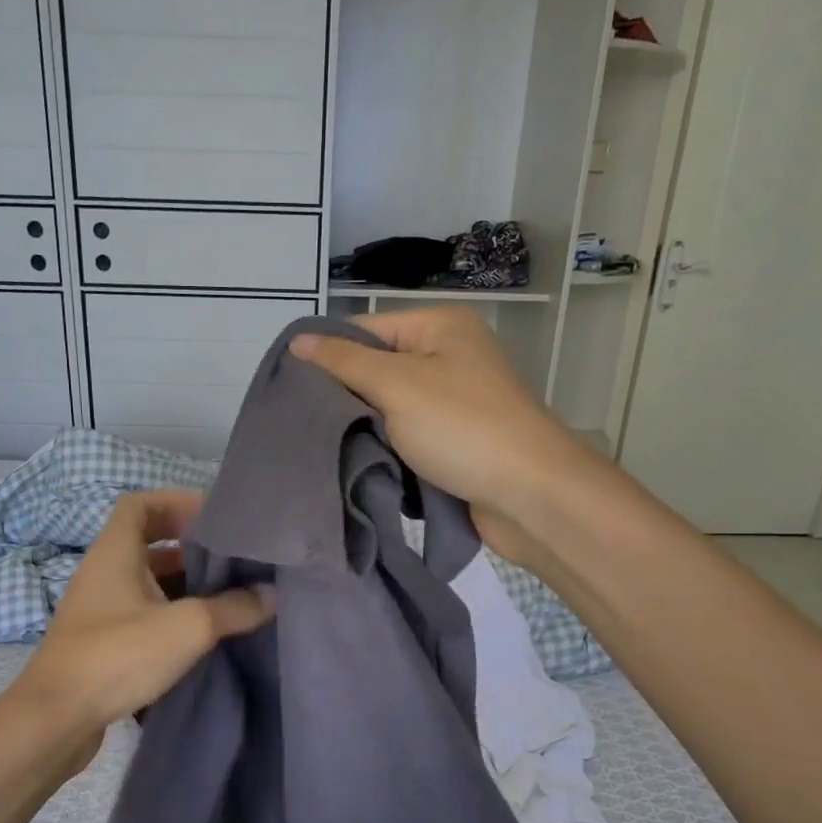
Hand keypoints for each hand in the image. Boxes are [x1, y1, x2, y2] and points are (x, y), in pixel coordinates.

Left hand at [0, 490, 273, 778]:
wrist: (55, 720)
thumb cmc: (118, 655)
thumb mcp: (187, 627)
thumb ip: (233, 608)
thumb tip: (272, 595)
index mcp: (115, 553)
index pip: (139, 504)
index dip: (175, 502)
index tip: (213, 518)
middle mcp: (103, 573)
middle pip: (148, 544)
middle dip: (191, 549)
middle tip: (233, 560)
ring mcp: (99, 610)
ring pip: (147, 583)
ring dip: (184, 586)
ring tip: (228, 597)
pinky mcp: (101, 643)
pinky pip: (142, 615)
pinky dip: (171, 616)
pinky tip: (201, 636)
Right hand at [289, 308, 588, 562]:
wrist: (530, 495)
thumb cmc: (463, 428)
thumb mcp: (397, 385)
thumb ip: (344, 362)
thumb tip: (298, 340)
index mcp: (441, 327)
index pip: (366, 329)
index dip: (329, 355)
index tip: (291, 388)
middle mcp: (450, 356)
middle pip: (378, 368)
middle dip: (345, 396)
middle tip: (304, 422)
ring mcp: (456, 401)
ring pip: (391, 408)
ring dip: (365, 428)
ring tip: (327, 446)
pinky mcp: (458, 440)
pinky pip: (409, 436)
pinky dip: (388, 449)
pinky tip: (362, 463)